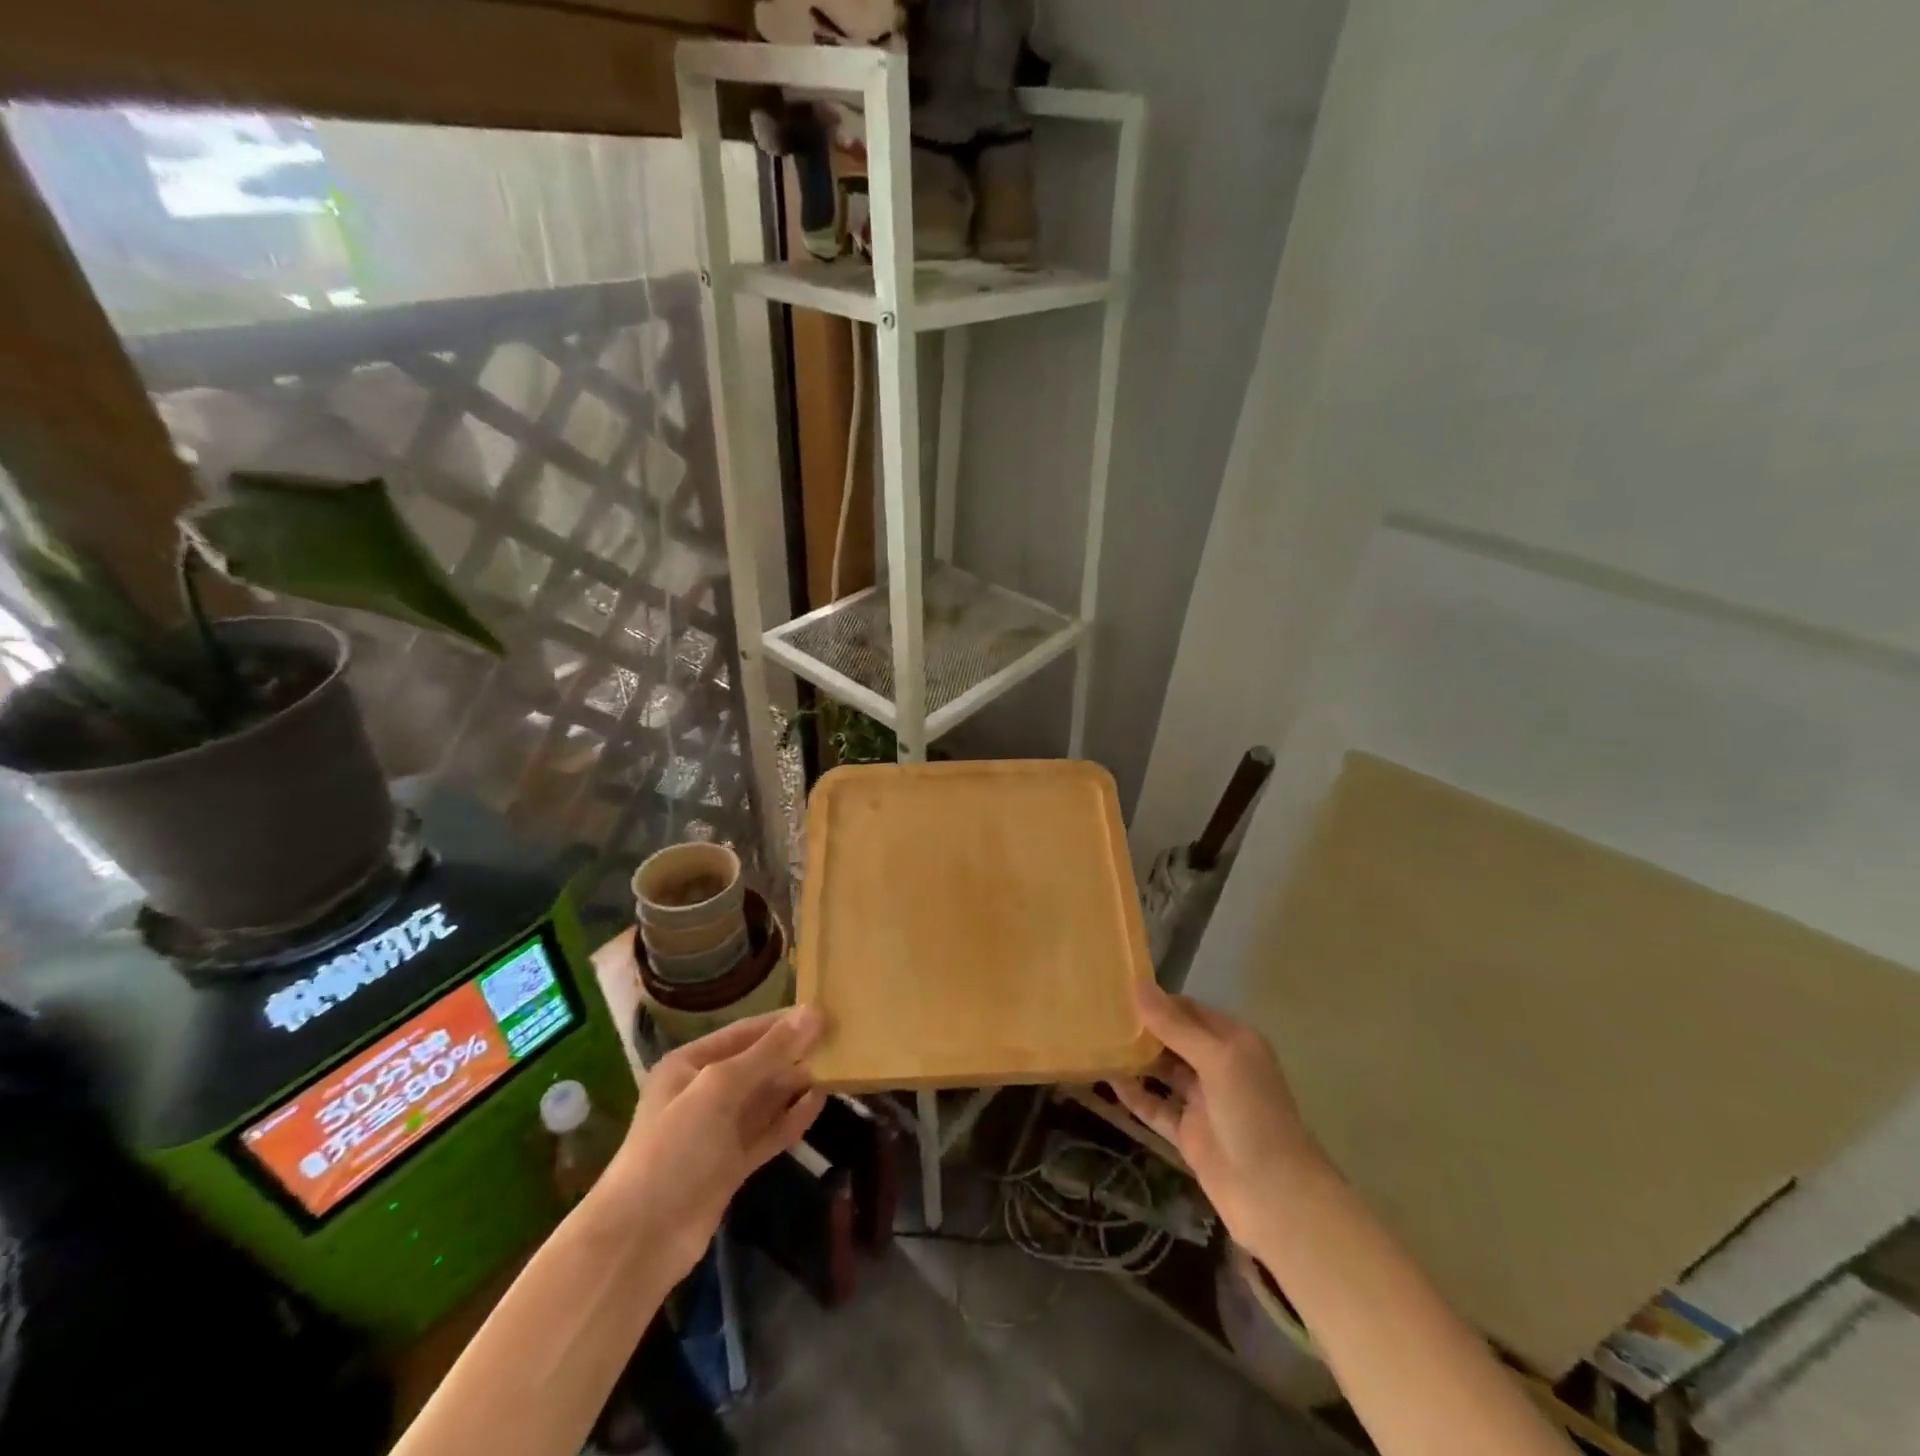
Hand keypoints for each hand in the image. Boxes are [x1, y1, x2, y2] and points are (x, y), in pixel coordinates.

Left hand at [605, 1006, 825, 1280]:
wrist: (640, 1241)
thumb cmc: (674, 1148)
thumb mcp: (720, 1088)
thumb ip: (769, 1052)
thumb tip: (813, 1014)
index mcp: (689, 1065)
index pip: (744, 1032)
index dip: (783, 1022)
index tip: (824, 1012)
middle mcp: (703, 1092)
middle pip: (757, 1064)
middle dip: (794, 1053)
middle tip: (840, 1040)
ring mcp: (718, 1131)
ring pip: (765, 1099)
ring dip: (796, 1085)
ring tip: (838, 1068)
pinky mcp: (732, 1164)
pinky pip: (767, 1132)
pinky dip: (791, 1118)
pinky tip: (819, 1103)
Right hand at [1108, 981, 1328, 1245]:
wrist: (1276, 1198)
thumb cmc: (1252, 1116)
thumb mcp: (1216, 1060)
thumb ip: (1176, 1025)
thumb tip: (1138, 984)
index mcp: (1233, 1042)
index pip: (1188, 1010)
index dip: (1156, 1000)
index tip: (1117, 991)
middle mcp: (1218, 1066)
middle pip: (1174, 1039)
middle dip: (1142, 1028)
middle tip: (1099, 1014)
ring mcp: (1203, 1102)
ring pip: (1163, 1072)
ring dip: (1135, 1059)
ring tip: (1097, 1041)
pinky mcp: (1189, 1134)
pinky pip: (1156, 1107)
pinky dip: (1135, 1095)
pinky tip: (1107, 1080)